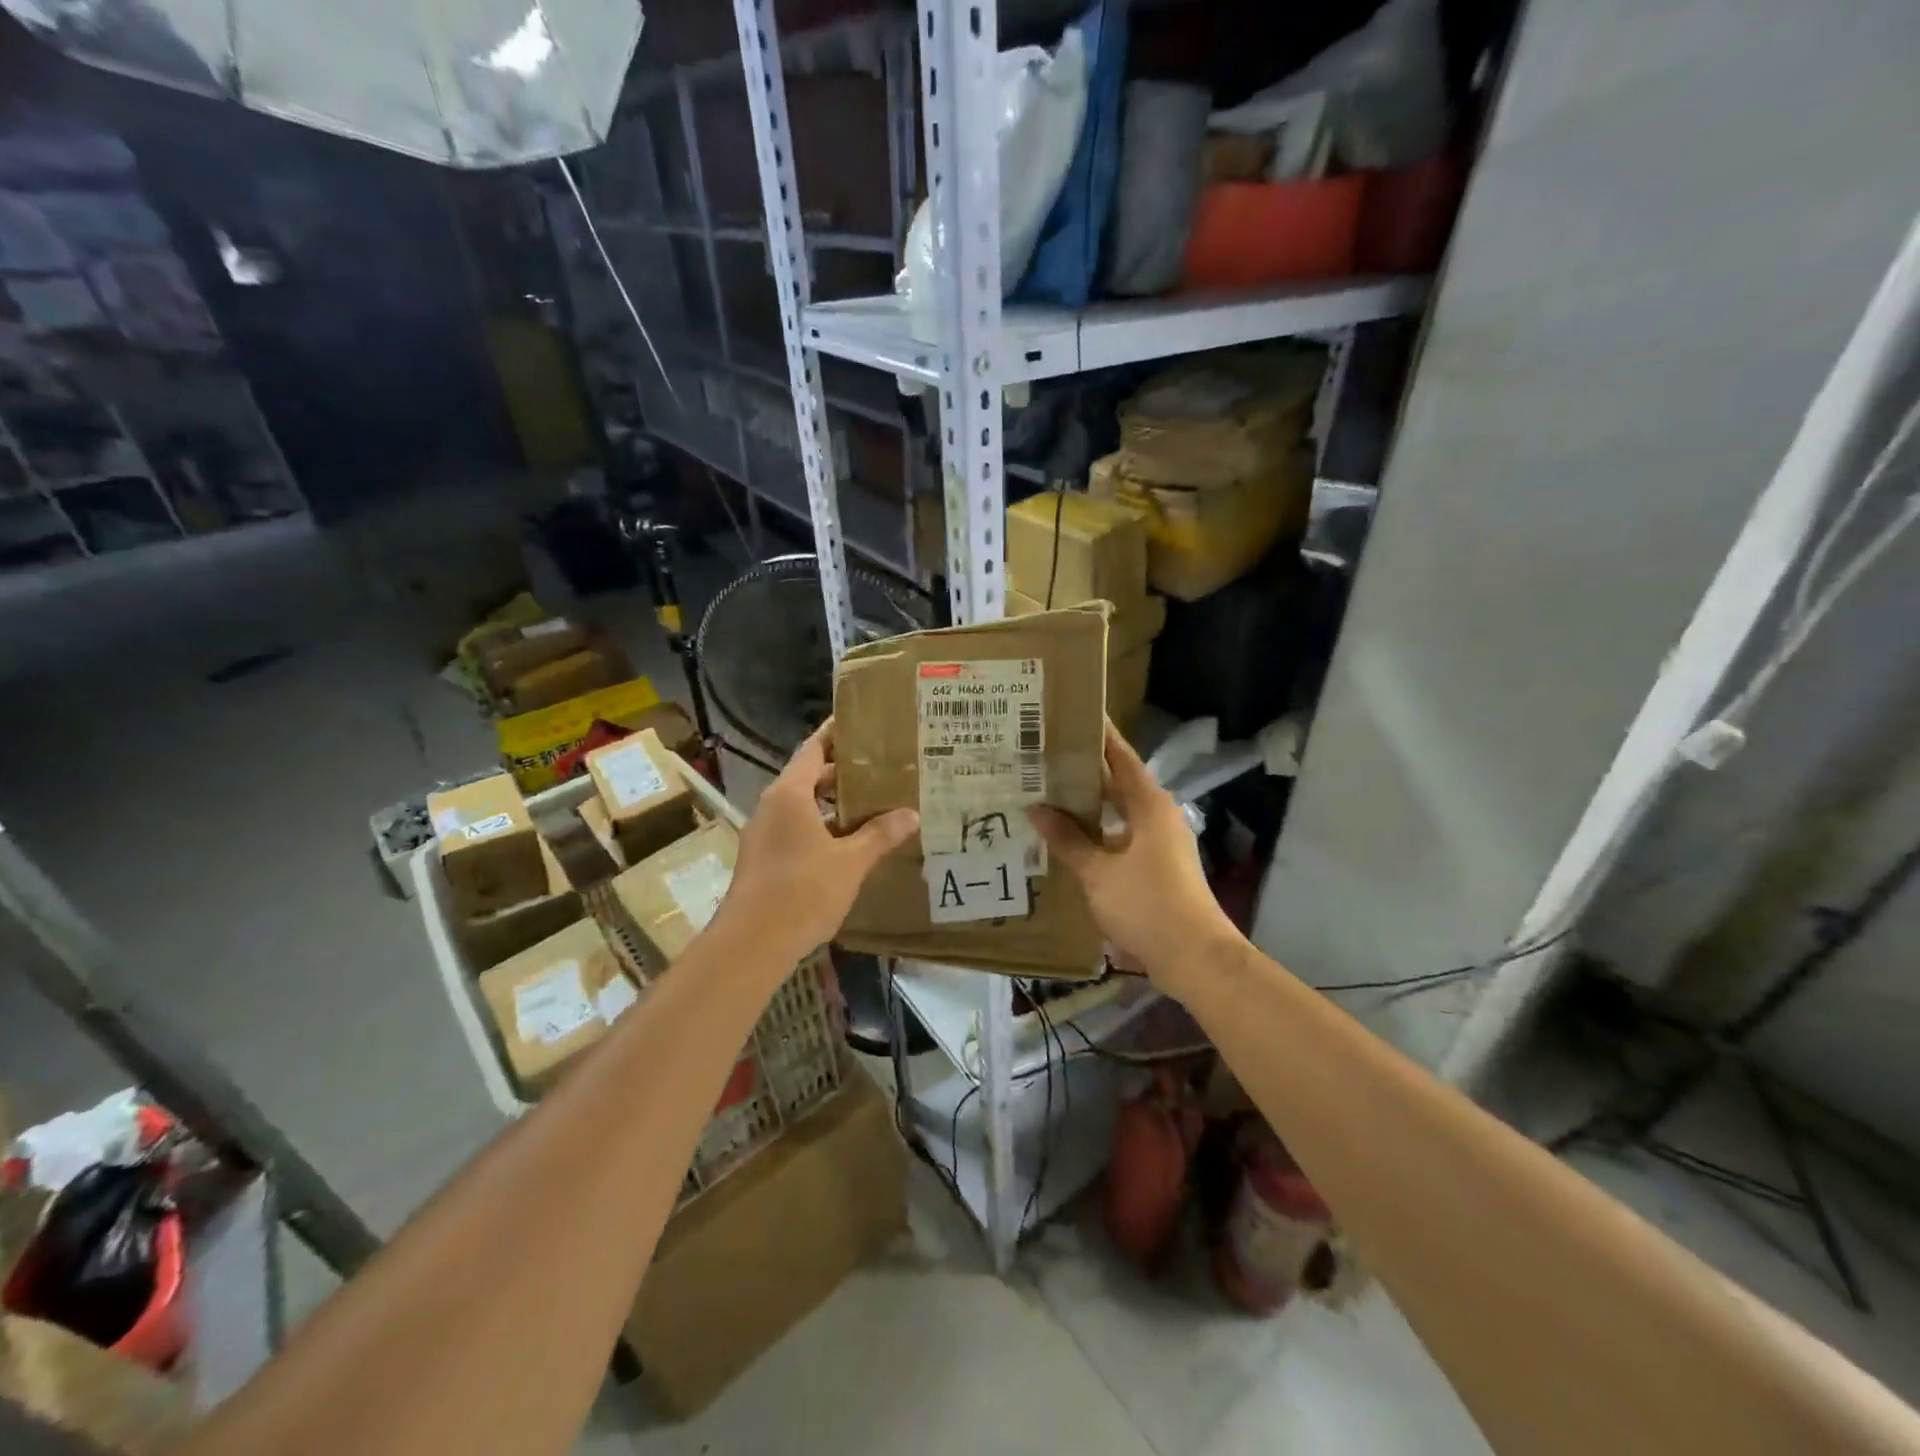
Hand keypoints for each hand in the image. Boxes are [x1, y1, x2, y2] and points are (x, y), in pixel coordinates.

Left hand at [712, 719, 917, 958]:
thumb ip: (880, 834)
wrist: (751, 944)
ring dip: (833, 802)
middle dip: (843, 771)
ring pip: (803, 805)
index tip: (861, 723)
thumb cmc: (802, 892)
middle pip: (809, 776)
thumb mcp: (850, 862)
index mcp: (789, 794)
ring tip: (873, 802)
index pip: (814, 749)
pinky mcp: (764, 858)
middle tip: (882, 767)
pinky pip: (797, 828)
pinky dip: (822, 826)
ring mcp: (764, 833)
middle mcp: (772, 806)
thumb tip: (911, 814)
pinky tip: (849, 841)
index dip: (836, 734)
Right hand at [1027, 725, 1240, 989]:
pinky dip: (1096, 832)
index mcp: (1149, 805)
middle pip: (1118, 782)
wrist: (1194, 957)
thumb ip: (1067, 839)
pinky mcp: (1157, 865)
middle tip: (1045, 757)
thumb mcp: (1097, 872)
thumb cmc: (1146, 905)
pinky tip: (1068, 839)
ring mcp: (1160, 842)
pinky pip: (1120, 836)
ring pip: (1118, 812)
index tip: (1073, 715)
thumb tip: (1036, 808)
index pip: (1120, 757)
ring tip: (1048, 794)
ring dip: (1088, 805)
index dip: (1098, 736)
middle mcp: (1157, 815)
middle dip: (1084, 771)